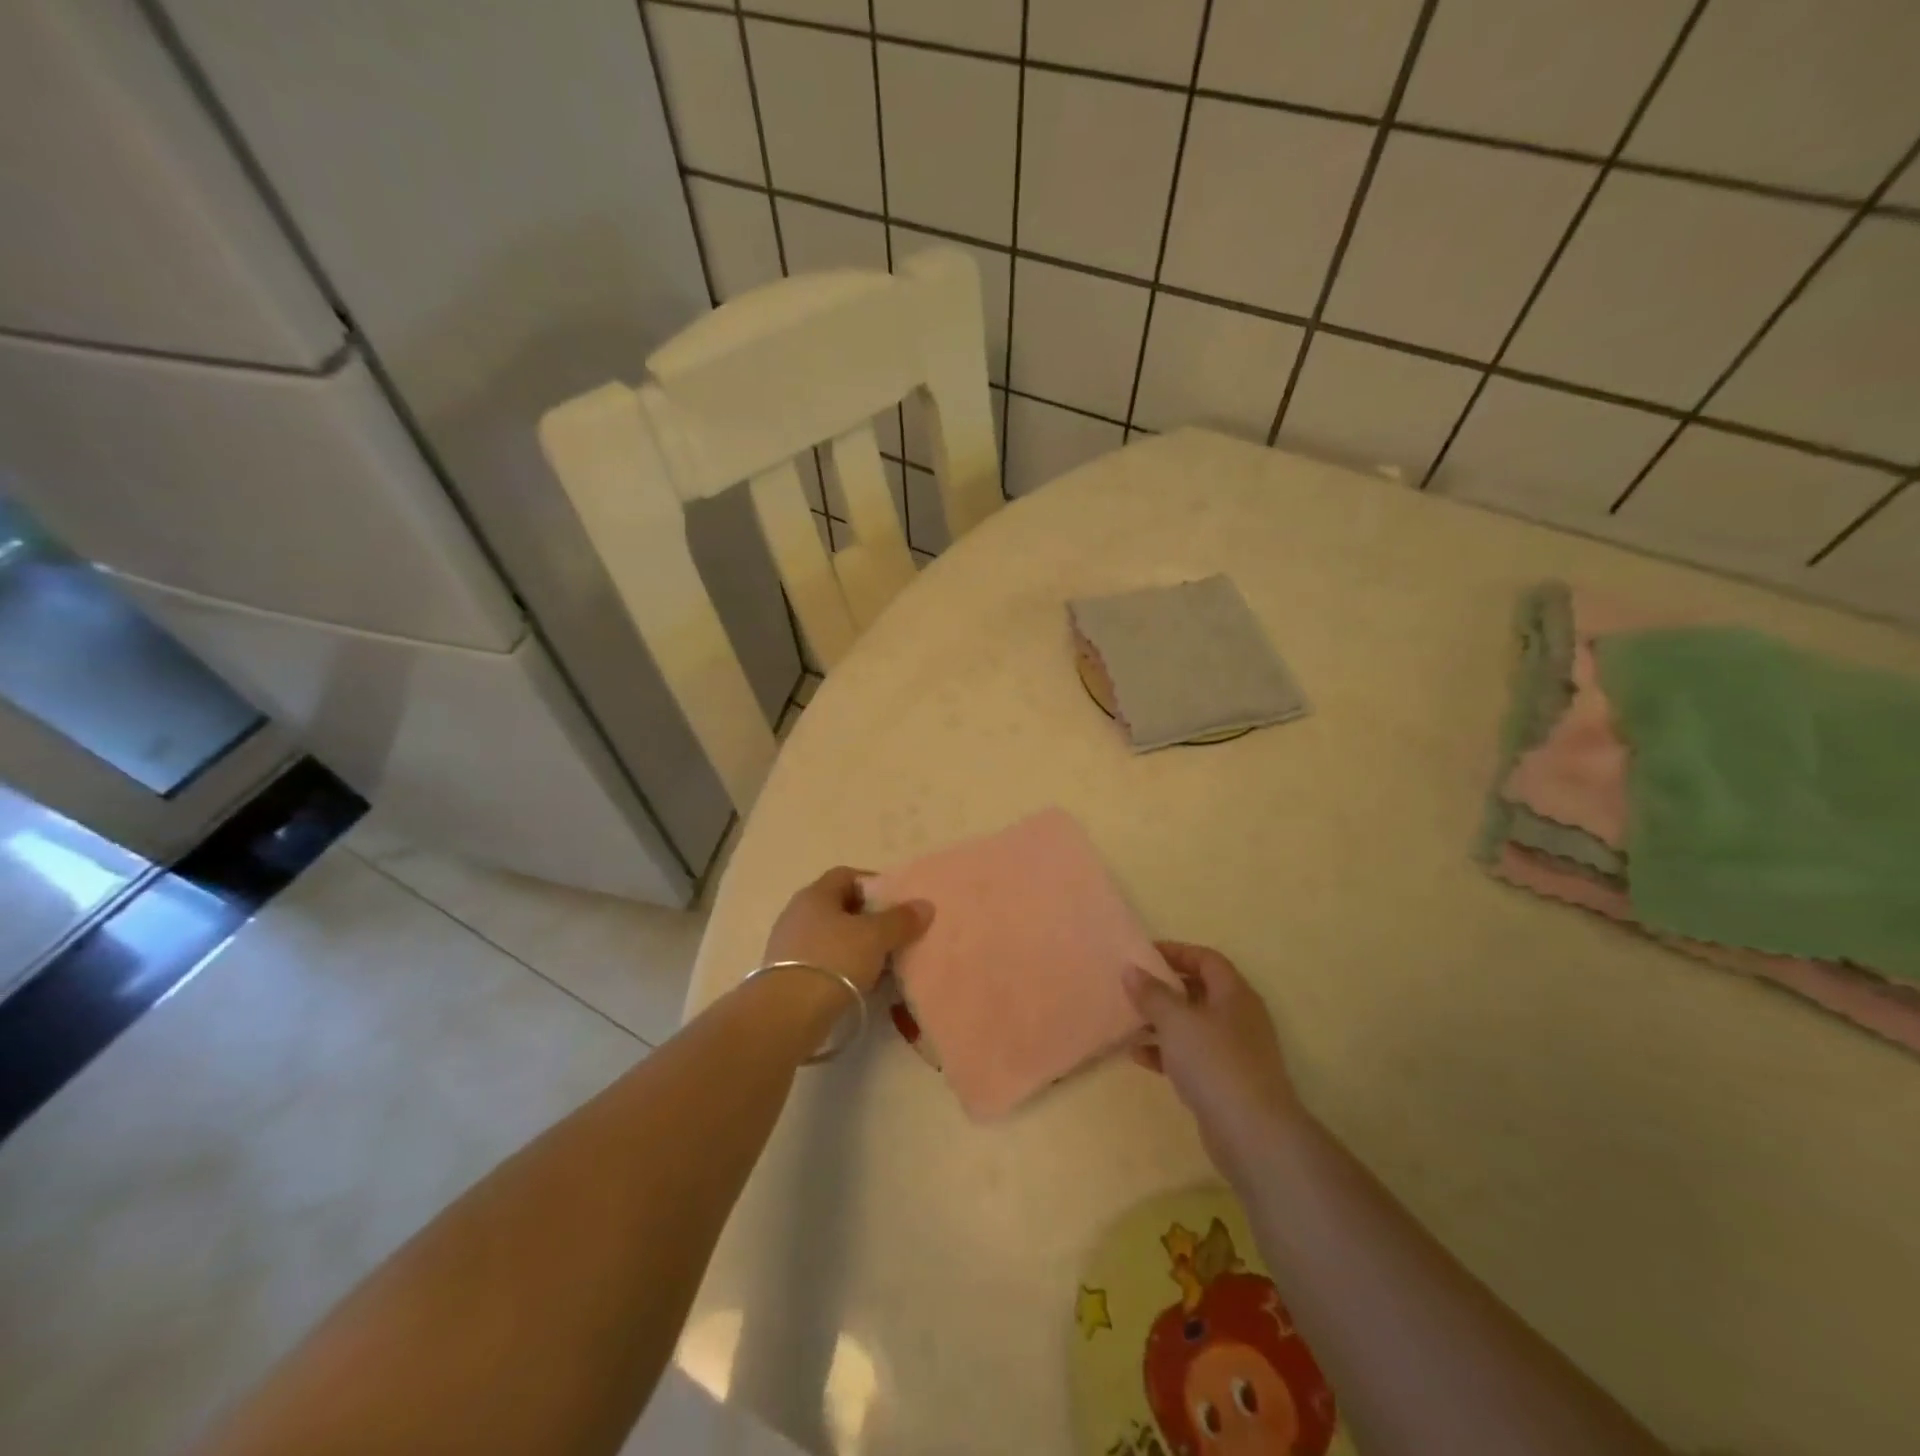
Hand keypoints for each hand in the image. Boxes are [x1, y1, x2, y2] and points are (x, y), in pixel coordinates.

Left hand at [764, 866, 931, 995]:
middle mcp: (798, 913)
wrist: (787, 1014)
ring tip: (883, 962)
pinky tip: (861, 983)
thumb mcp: (875, 936)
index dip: (874, 884)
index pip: (847, 875)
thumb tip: (925, 905)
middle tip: (895, 933)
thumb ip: (901, 920)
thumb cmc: (833, 960)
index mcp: (815, 894)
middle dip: (869, 918)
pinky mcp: (786, 975)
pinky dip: (843, 967)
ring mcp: (789, 945)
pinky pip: (823, 962)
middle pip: (840, 907)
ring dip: (857, 946)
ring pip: (832, 937)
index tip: (897, 902)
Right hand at [1125, 942, 1303, 1172]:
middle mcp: (1238, 1017)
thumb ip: (1152, 993)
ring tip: (1129, 1020)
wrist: (1253, 1134)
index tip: (1143, 954)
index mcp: (1234, 994)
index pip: (1206, 959)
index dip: (1176, 952)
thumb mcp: (1176, 1021)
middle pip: (1199, 991)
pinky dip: (1166, 1052)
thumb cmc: (1214, 1062)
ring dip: (1162, 1022)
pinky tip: (1138, 1056)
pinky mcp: (1225, 1082)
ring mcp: (1234, 1052)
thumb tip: (1131, 969)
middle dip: (1165, 987)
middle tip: (1133, 987)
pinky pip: (1191, 1056)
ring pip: (1193, 1026)